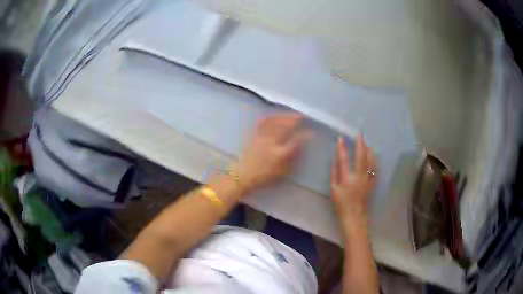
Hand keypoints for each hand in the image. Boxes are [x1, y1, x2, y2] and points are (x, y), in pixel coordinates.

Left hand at [235, 113, 309, 192]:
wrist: (242, 175)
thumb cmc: (263, 176)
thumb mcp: (281, 172)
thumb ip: (291, 160)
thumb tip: (300, 148)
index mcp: (280, 154)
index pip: (295, 141)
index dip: (304, 136)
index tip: (311, 132)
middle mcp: (271, 143)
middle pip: (284, 127)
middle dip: (294, 120)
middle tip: (302, 117)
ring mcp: (262, 137)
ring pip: (274, 122)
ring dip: (284, 117)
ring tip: (290, 115)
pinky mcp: (254, 135)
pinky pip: (262, 123)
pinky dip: (270, 118)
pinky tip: (274, 116)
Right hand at [330, 134, 376, 223]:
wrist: (353, 214)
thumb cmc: (341, 203)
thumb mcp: (333, 189)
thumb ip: (334, 173)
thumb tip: (336, 160)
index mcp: (346, 179)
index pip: (343, 160)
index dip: (342, 149)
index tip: (341, 139)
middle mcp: (358, 177)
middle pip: (361, 157)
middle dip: (360, 144)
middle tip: (359, 135)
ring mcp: (367, 180)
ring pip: (370, 162)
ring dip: (369, 151)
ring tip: (367, 144)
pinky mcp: (372, 183)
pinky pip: (375, 170)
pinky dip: (374, 162)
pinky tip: (373, 157)